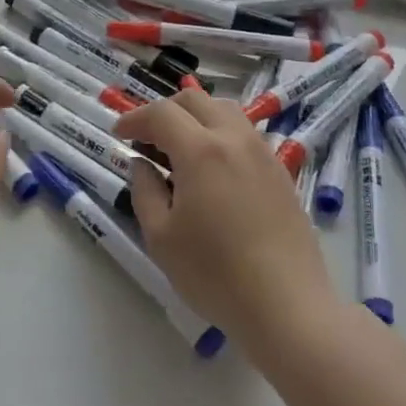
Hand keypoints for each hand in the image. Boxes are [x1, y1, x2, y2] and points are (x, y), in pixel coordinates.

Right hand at [114, 90, 338, 347]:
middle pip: (196, 100)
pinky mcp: (280, 172)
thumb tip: (142, 164)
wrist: (286, 305)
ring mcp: (263, 153)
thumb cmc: (215, 274)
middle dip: (165, 110)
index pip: (161, 113)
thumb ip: (145, 191)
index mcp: (201, 151)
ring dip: (196, 118)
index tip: (119, 134)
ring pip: (225, 111)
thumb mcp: (161, 237)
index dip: (134, 118)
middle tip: (147, 138)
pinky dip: (220, 135)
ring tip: (180, 150)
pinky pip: (245, 134)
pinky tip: (213, 170)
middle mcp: (234, 139)